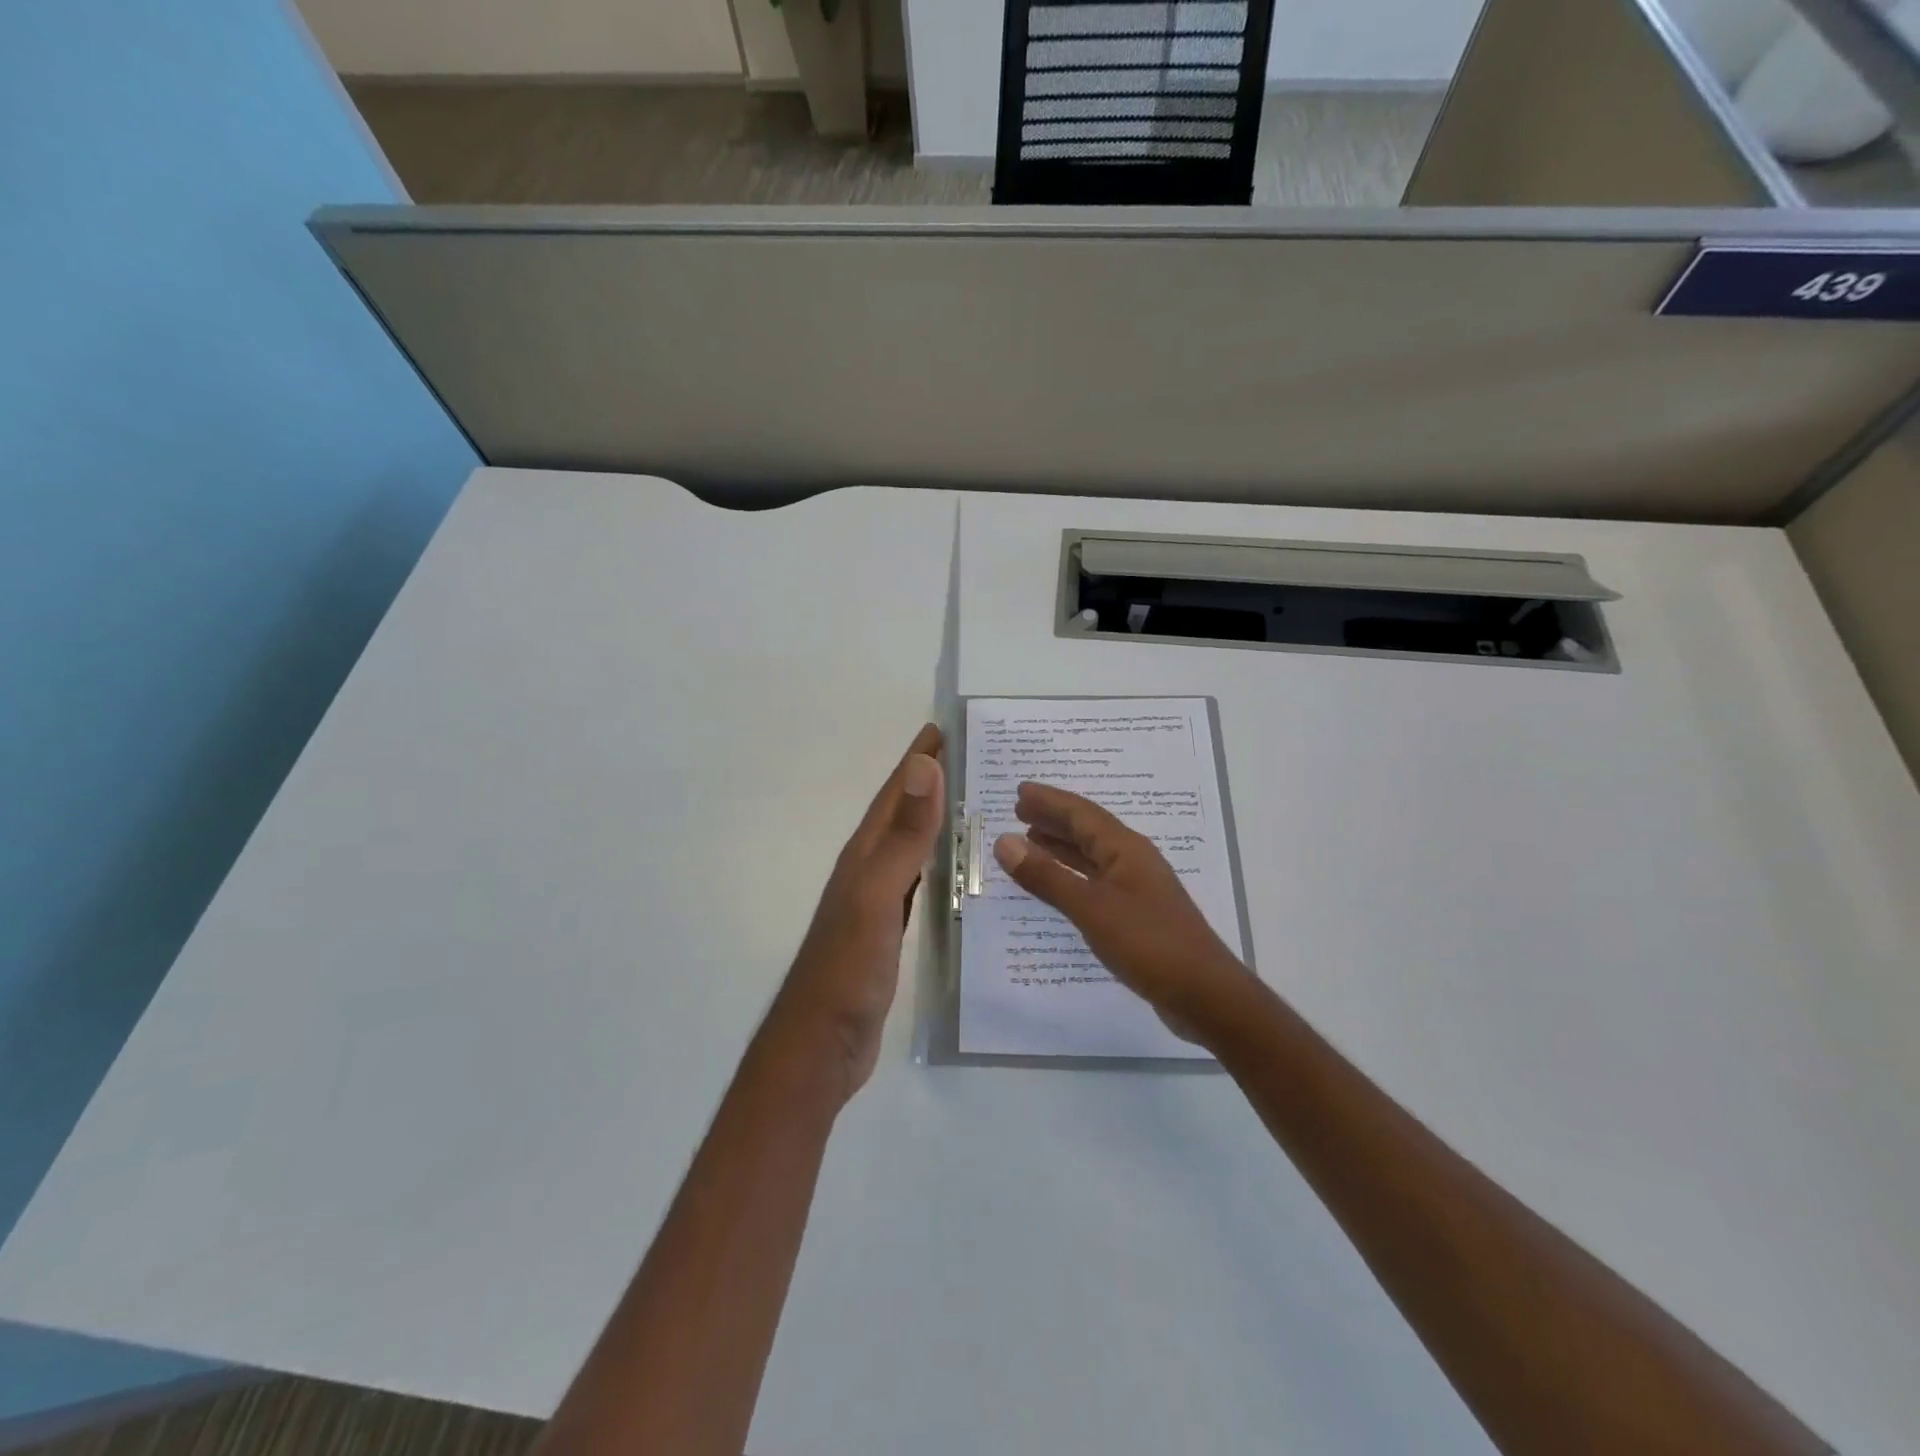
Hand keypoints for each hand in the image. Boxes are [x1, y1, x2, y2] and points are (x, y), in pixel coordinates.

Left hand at [767, 724, 944, 1101]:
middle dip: (928, 783)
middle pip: (901, 815)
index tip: (942, 728)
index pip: (894, 794)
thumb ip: (903, 836)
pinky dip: (936, 866)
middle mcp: (868, 871)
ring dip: (933, 822)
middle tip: (969, 760)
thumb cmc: (848, 967)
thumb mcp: (878, 895)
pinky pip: (918, 884)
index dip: (916, 760)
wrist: (821, 1043)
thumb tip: (923, 766)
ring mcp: (877, 903)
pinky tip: (954, 872)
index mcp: (864, 855)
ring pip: (910, 848)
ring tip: (969, 806)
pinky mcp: (888, 933)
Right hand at [992, 782, 1256, 1040]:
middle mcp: (1133, 861)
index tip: (1020, 790)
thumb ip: (1047, 876)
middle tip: (1020, 810)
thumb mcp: (1091, 908)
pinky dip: (1072, 876)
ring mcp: (1138, 889)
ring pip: (1093, 856)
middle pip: (1088, 830)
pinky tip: (1059, 885)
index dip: (1050, 801)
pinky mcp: (1138, 915)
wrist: (1205, 995)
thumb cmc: (1148, 943)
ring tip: (1031, 839)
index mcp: (1125, 849)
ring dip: (1062, 845)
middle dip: (1054, 818)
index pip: (1081, 814)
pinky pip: (1096, 881)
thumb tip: (1004, 841)